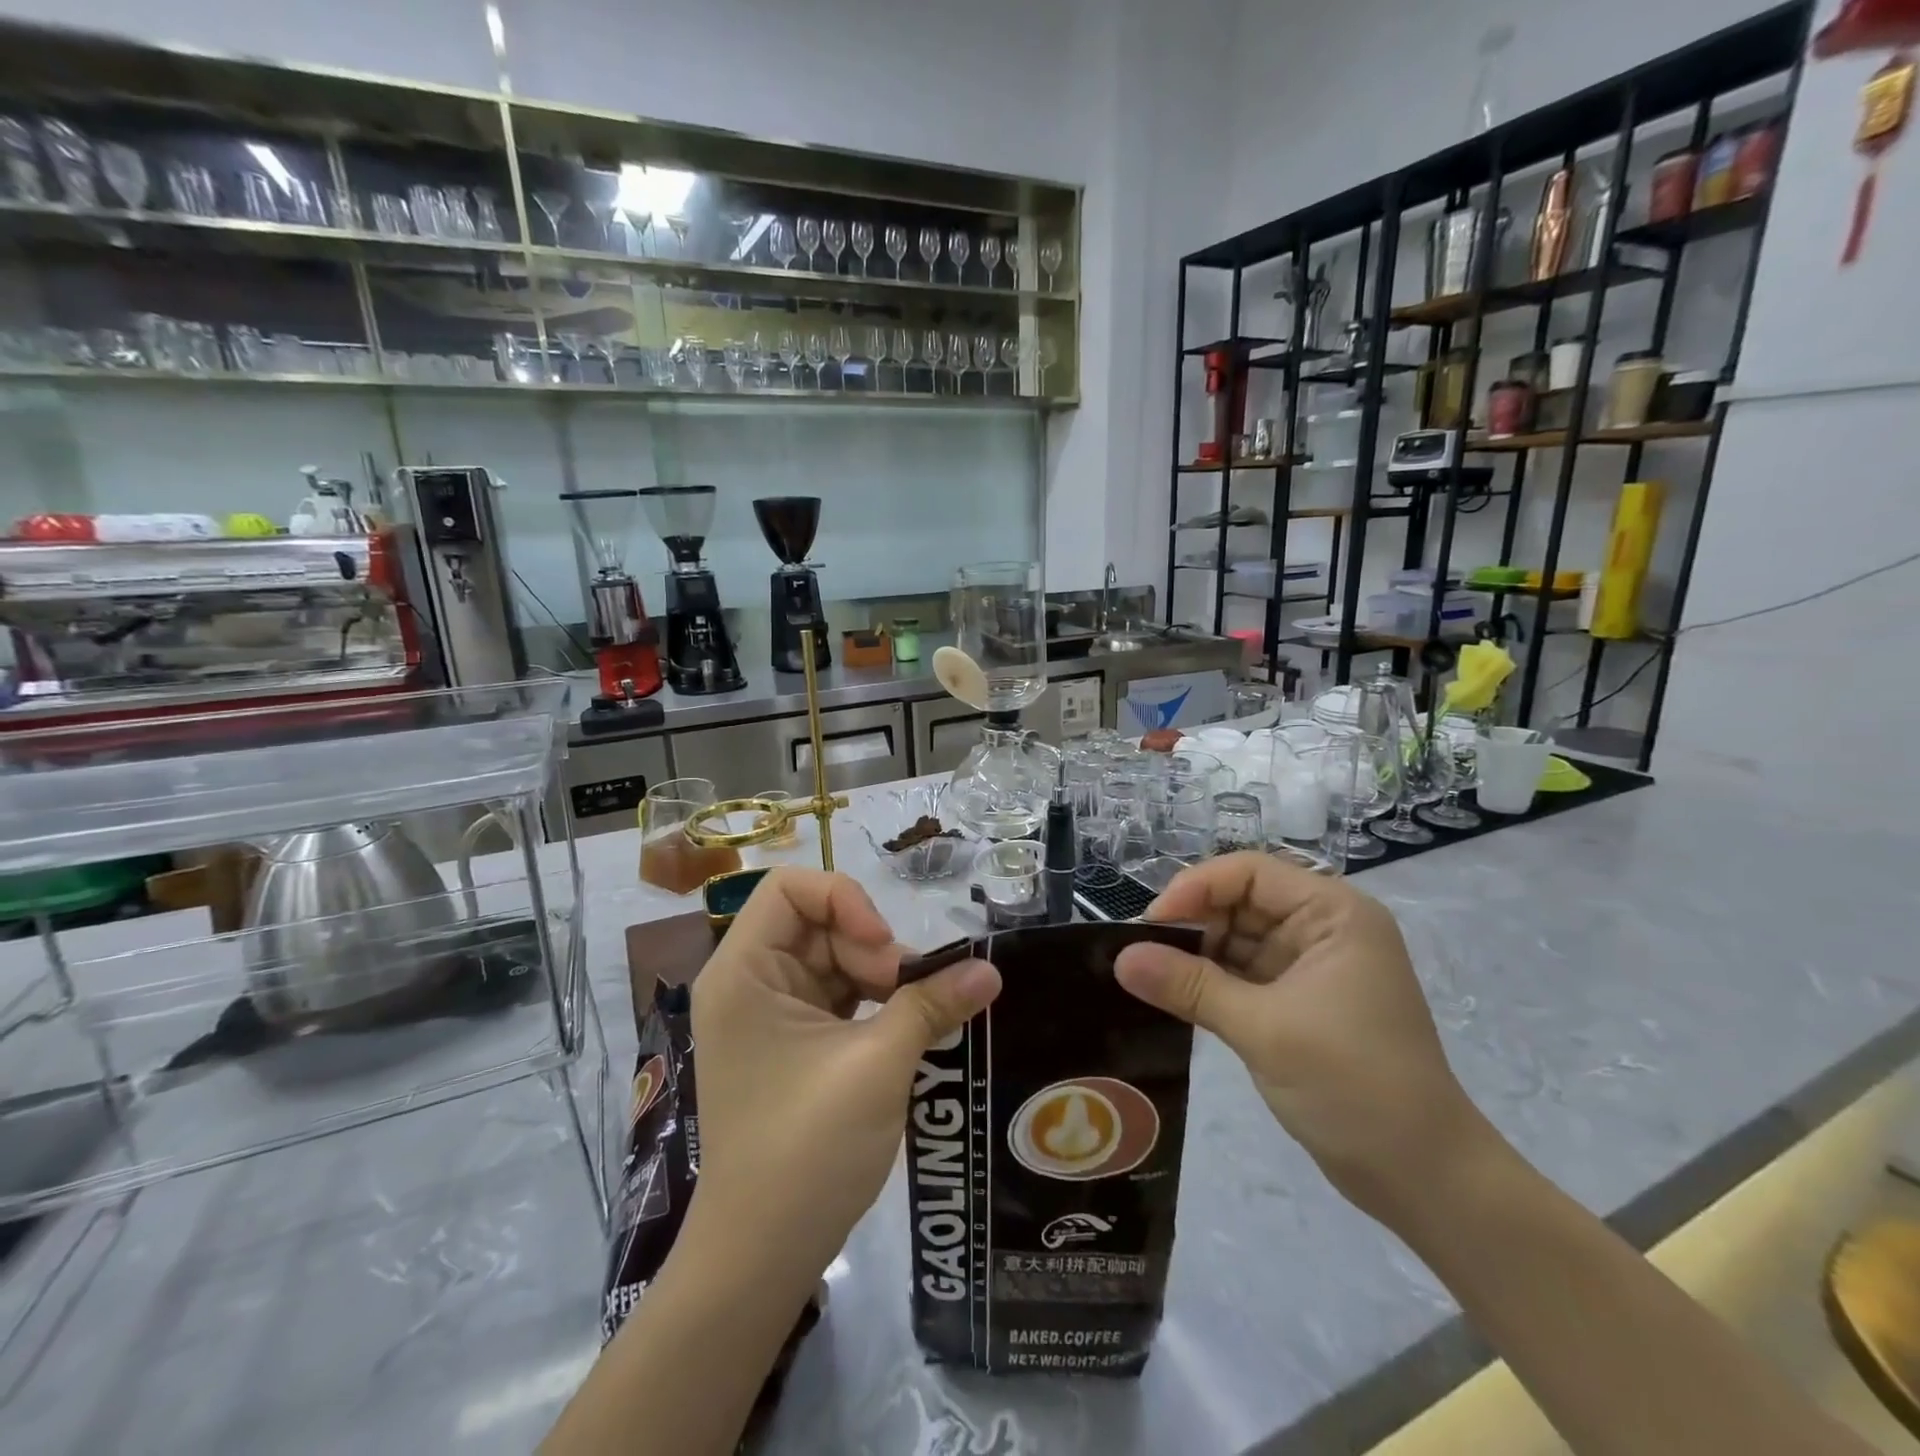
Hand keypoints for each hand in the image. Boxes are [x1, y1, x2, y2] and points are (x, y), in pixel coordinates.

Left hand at [687, 868, 1000, 1278]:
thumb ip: (932, 1006)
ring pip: (835, 957)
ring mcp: (770, 1013)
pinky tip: (905, 1026)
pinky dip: (874, 1002)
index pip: (790, 887)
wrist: (761, 1257)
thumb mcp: (877, 1067)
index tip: (884, 952)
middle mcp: (750, 981)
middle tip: (910, 995)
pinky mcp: (792, 1042)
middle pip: (819, 922)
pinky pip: (838, 994)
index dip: (845, 901)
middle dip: (870, 948)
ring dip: (880, 976)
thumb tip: (991, 970)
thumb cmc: (805, 1150)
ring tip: (915, 1014)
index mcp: (744, 972)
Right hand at [1113, 853, 1491, 1219]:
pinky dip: (1209, 983)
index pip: (1249, 872)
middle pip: (1239, 901)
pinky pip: (1241, 975)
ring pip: (1236, 939)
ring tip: (1148, 975)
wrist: (1424, 1179)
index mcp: (1333, 914)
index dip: (1196, 888)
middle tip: (1141, 955)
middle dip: (1191, 924)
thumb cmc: (1355, 1086)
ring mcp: (1310, 967)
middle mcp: (1322, 928)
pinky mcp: (1298, 1002)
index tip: (1150, 925)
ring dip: (1194, 955)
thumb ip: (1190, 987)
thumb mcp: (1265, 1029)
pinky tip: (1173, 996)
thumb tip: (1121, 958)